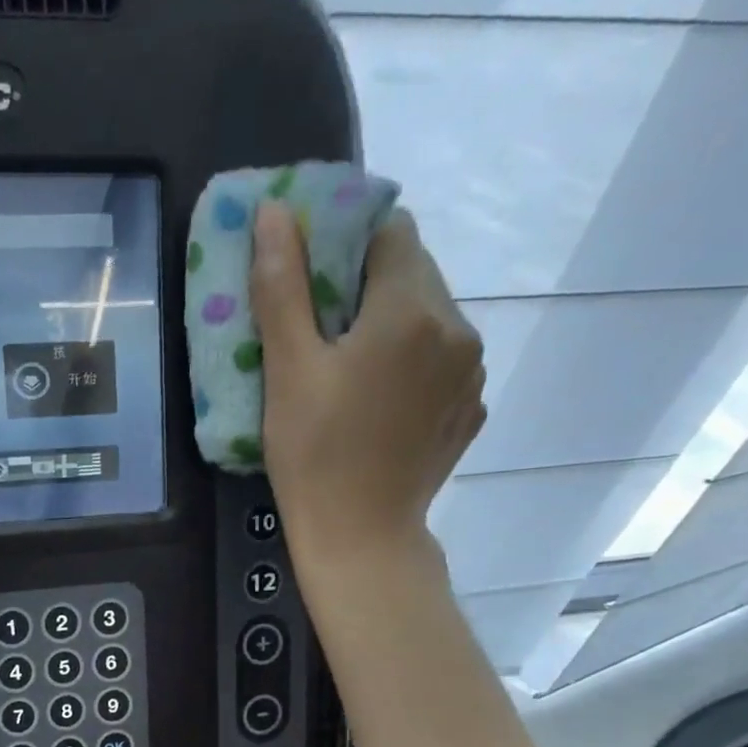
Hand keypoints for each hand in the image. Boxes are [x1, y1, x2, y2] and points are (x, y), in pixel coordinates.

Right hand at [252, 202, 485, 563]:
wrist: (360, 535)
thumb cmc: (313, 453)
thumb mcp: (287, 369)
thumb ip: (282, 286)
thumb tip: (275, 211)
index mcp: (411, 310)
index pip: (390, 232)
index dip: (347, 242)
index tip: (311, 277)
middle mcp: (457, 328)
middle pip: (414, 272)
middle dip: (367, 283)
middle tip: (319, 327)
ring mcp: (472, 372)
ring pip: (431, 315)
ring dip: (392, 321)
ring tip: (349, 366)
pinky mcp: (471, 407)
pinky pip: (443, 358)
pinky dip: (412, 360)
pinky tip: (378, 399)